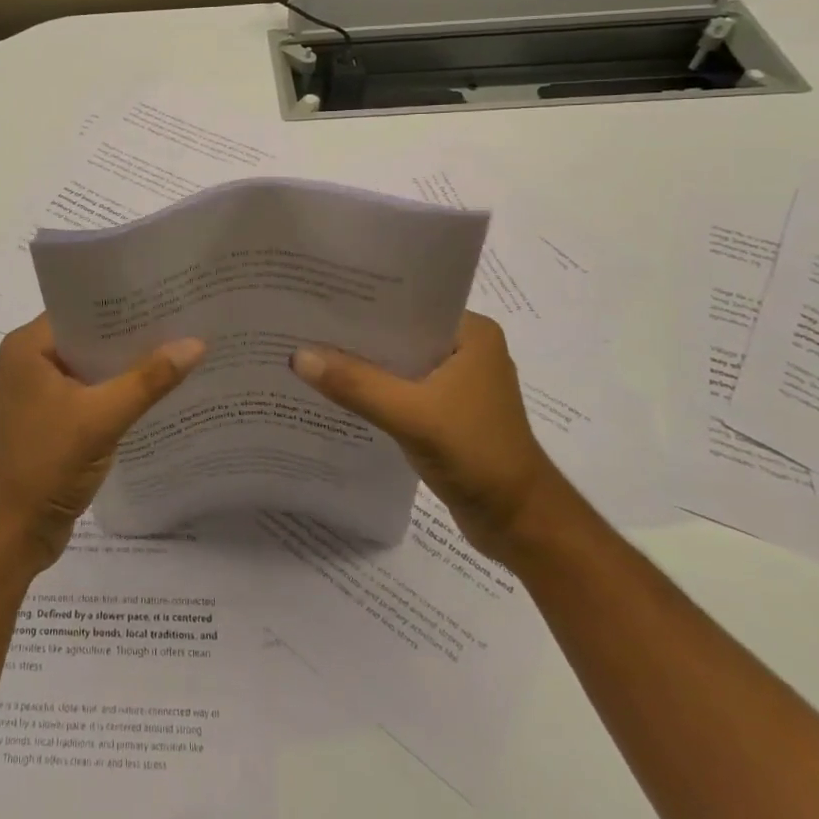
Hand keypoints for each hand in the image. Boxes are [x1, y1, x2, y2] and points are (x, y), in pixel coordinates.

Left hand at [0, 315, 205, 571]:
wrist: (15, 532)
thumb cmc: (47, 463)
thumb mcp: (102, 417)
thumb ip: (148, 380)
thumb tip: (196, 342)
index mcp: (28, 346)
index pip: (79, 308)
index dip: (120, 301)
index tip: (162, 292)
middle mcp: (30, 360)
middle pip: (88, 335)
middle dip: (129, 332)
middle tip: (179, 316)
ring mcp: (40, 390)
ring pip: (91, 364)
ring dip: (126, 362)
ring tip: (177, 345)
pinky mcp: (53, 417)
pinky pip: (91, 390)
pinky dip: (118, 388)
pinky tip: (156, 386)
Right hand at [290, 312, 562, 562]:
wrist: (521, 525)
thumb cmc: (477, 455)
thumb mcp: (412, 415)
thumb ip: (356, 384)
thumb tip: (297, 356)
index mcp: (471, 332)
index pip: (408, 302)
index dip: (363, 300)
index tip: (318, 293)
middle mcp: (465, 349)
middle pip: (398, 332)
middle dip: (356, 333)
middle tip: (303, 322)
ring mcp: (456, 383)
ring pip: (397, 362)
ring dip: (362, 364)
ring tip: (309, 351)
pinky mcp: (446, 412)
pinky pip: (400, 389)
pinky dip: (373, 390)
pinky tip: (336, 390)